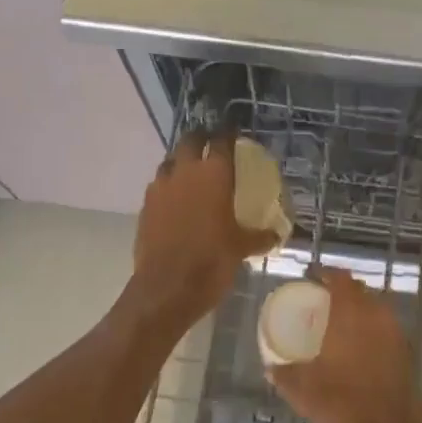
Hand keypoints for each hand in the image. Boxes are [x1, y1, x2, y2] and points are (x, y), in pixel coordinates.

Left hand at [128, 133, 278, 335]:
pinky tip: (177, 201)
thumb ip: (259, 237)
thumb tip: (276, 235)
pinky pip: (158, 186)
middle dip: (202, 138)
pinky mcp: (145, 207)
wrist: (166, 289)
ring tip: (193, 173)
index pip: (222, 141)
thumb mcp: (242, 249)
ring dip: (181, 162)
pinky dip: (169, 187)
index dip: (228, 134)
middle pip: (190, 140)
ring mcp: (160, 188)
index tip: (234, 133)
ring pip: (170, 162)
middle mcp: (184, 173)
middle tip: (212, 145)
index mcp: (213, 175)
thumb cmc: (211, 262)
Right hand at [266, 268, 421, 422]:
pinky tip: (355, 350)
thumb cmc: (345, 408)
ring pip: (375, 310)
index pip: (341, 280)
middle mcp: (377, 317)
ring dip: (357, 311)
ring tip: (336, 326)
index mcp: (352, 316)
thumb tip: (271, 366)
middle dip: (340, 292)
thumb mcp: (303, 393)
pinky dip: (369, 331)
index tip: (310, 278)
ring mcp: (396, 335)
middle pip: (360, 292)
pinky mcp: (406, 355)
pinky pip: (384, 330)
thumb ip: (285, 375)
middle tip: (319, 302)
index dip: (325, 274)